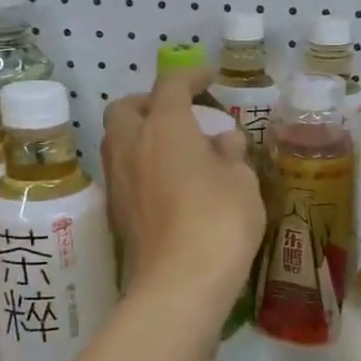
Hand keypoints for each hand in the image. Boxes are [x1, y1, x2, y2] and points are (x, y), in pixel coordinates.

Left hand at [101, 67, 264, 310]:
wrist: (181, 284)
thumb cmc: (220, 222)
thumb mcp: (242, 182)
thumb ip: (232, 155)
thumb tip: (223, 141)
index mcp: (165, 127)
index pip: (172, 85)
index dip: (191, 76)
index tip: (210, 78)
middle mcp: (132, 146)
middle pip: (126, 108)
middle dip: (149, 102)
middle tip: (180, 114)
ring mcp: (119, 181)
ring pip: (118, 141)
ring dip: (141, 135)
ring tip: (176, 150)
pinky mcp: (118, 212)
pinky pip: (124, 173)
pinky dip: (142, 166)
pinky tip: (169, 184)